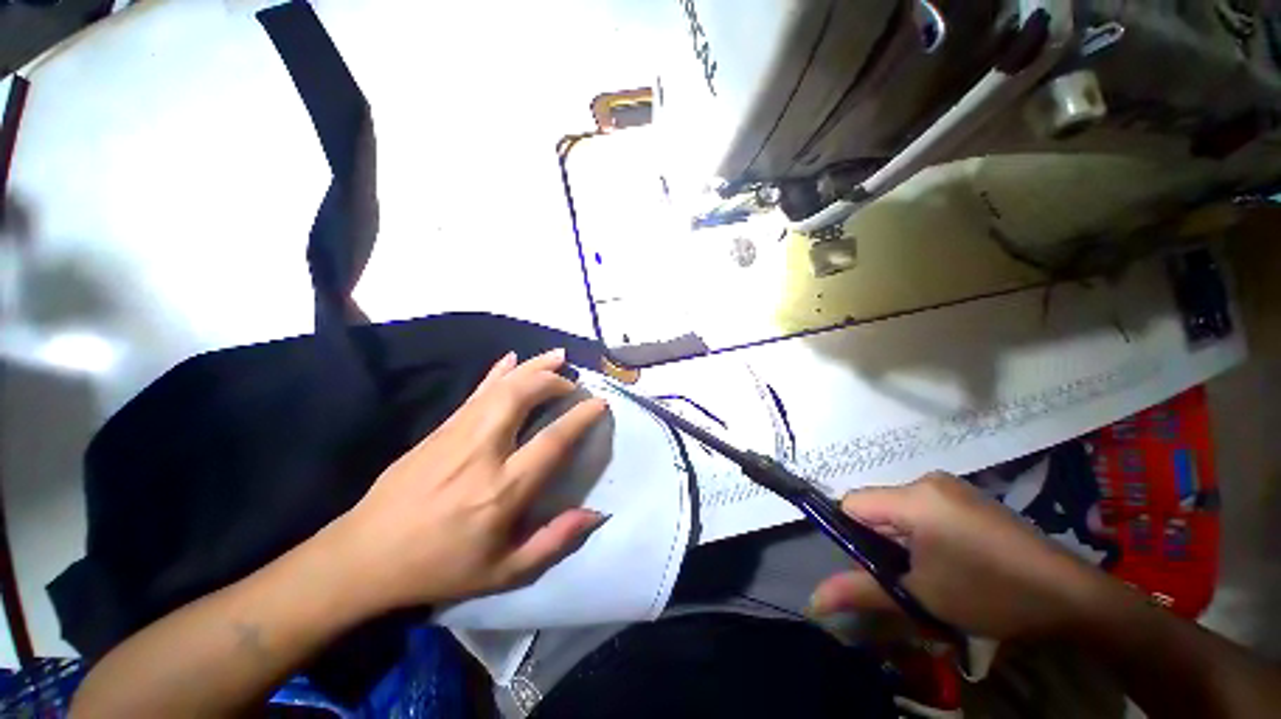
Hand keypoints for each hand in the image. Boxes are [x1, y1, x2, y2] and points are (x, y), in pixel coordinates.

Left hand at [327, 349, 608, 613]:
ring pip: (501, 387)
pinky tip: (512, 359)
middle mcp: (482, 453)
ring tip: (557, 356)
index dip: (580, 417)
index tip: (599, 403)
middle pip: (523, 397)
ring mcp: (457, 435)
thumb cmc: (440, 568)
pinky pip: (476, 392)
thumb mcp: (504, 572)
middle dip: (554, 381)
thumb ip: (554, 541)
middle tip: (573, 384)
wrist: (364, 556)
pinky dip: (498, 372)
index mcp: (502, 490)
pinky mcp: (440, 429)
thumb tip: (595, 514)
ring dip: (533, 367)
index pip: (552, 441)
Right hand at [810, 472, 1112, 639]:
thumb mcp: (921, 597)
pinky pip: (925, 511)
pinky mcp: (969, 499)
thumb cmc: (990, 594)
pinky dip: (923, 536)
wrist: (1072, 597)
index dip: (850, 536)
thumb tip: (813, 601)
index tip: (870, 570)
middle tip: (905, 580)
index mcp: (913, 497)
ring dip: (902, 543)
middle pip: (877, 507)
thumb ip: (862, 592)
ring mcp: (952, 488)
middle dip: (880, 544)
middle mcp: (927, 481)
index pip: (852, 504)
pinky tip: (951, 564)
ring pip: (900, 511)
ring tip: (930, 575)